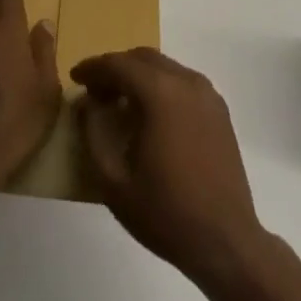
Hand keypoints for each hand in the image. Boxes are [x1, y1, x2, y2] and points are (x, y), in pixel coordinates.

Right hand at [73, 48, 267, 285]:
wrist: (226, 242)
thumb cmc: (165, 213)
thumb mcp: (113, 181)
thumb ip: (93, 133)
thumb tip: (86, 103)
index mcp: (160, 93)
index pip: (118, 64)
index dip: (93, 67)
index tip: (75, 77)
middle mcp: (185, 82)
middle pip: (142, 58)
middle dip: (115, 68)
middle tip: (95, 91)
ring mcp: (206, 93)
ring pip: (164, 66)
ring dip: (138, 75)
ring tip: (120, 101)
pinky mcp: (219, 109)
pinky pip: (182, 81)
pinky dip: (160, 85)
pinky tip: (151, 113)